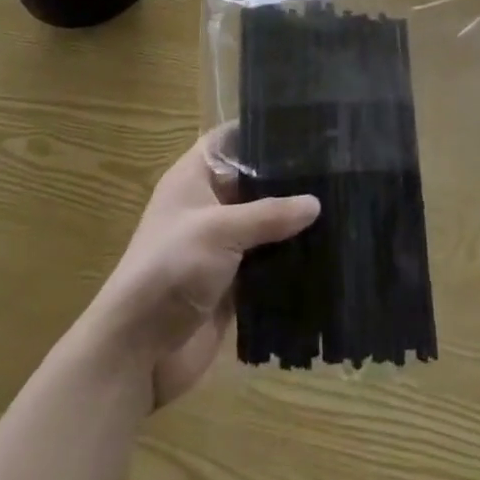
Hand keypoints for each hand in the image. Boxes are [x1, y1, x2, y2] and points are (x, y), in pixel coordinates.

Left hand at [88, 130, 318, 408]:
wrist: (137, 353)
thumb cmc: (171, 269)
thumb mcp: (220, 230)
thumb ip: (269, 214)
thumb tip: (315, 203)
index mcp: (194, 178)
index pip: (230, 139)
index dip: (261, 130)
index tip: (304, 126)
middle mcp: (209, 205)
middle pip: (254, 181)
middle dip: (288, 178)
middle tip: (336, 167)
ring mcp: (221, 245)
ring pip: (265, 223)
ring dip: (293, 222)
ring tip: (342, 204)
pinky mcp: (233, 282)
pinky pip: (268, 261)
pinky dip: (290, 258)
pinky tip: (327, 250)